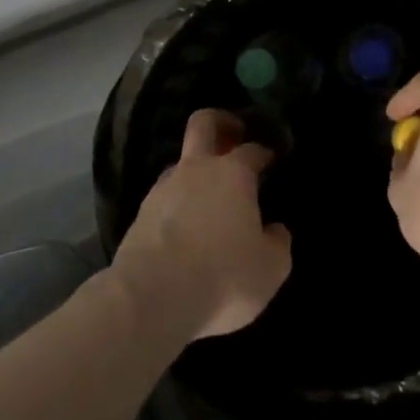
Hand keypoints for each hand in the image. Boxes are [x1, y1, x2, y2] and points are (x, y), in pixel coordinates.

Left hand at [113, 109, 292, 342]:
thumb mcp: (271, 268)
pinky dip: (178, 203)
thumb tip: (274, 230)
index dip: (265, 152)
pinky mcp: (140, 214)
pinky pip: (165, 196)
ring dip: (196, 169)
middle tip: (235, 135)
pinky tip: (185, 226)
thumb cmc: (222, 276)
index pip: (253, 149)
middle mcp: (197, 170)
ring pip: (181, 162)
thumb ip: (278, 243)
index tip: (272, 160)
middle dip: (221, 122)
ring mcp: (163, 189)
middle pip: (204, 123)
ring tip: (209, 196)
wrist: (150, 298)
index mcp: (234, 173)